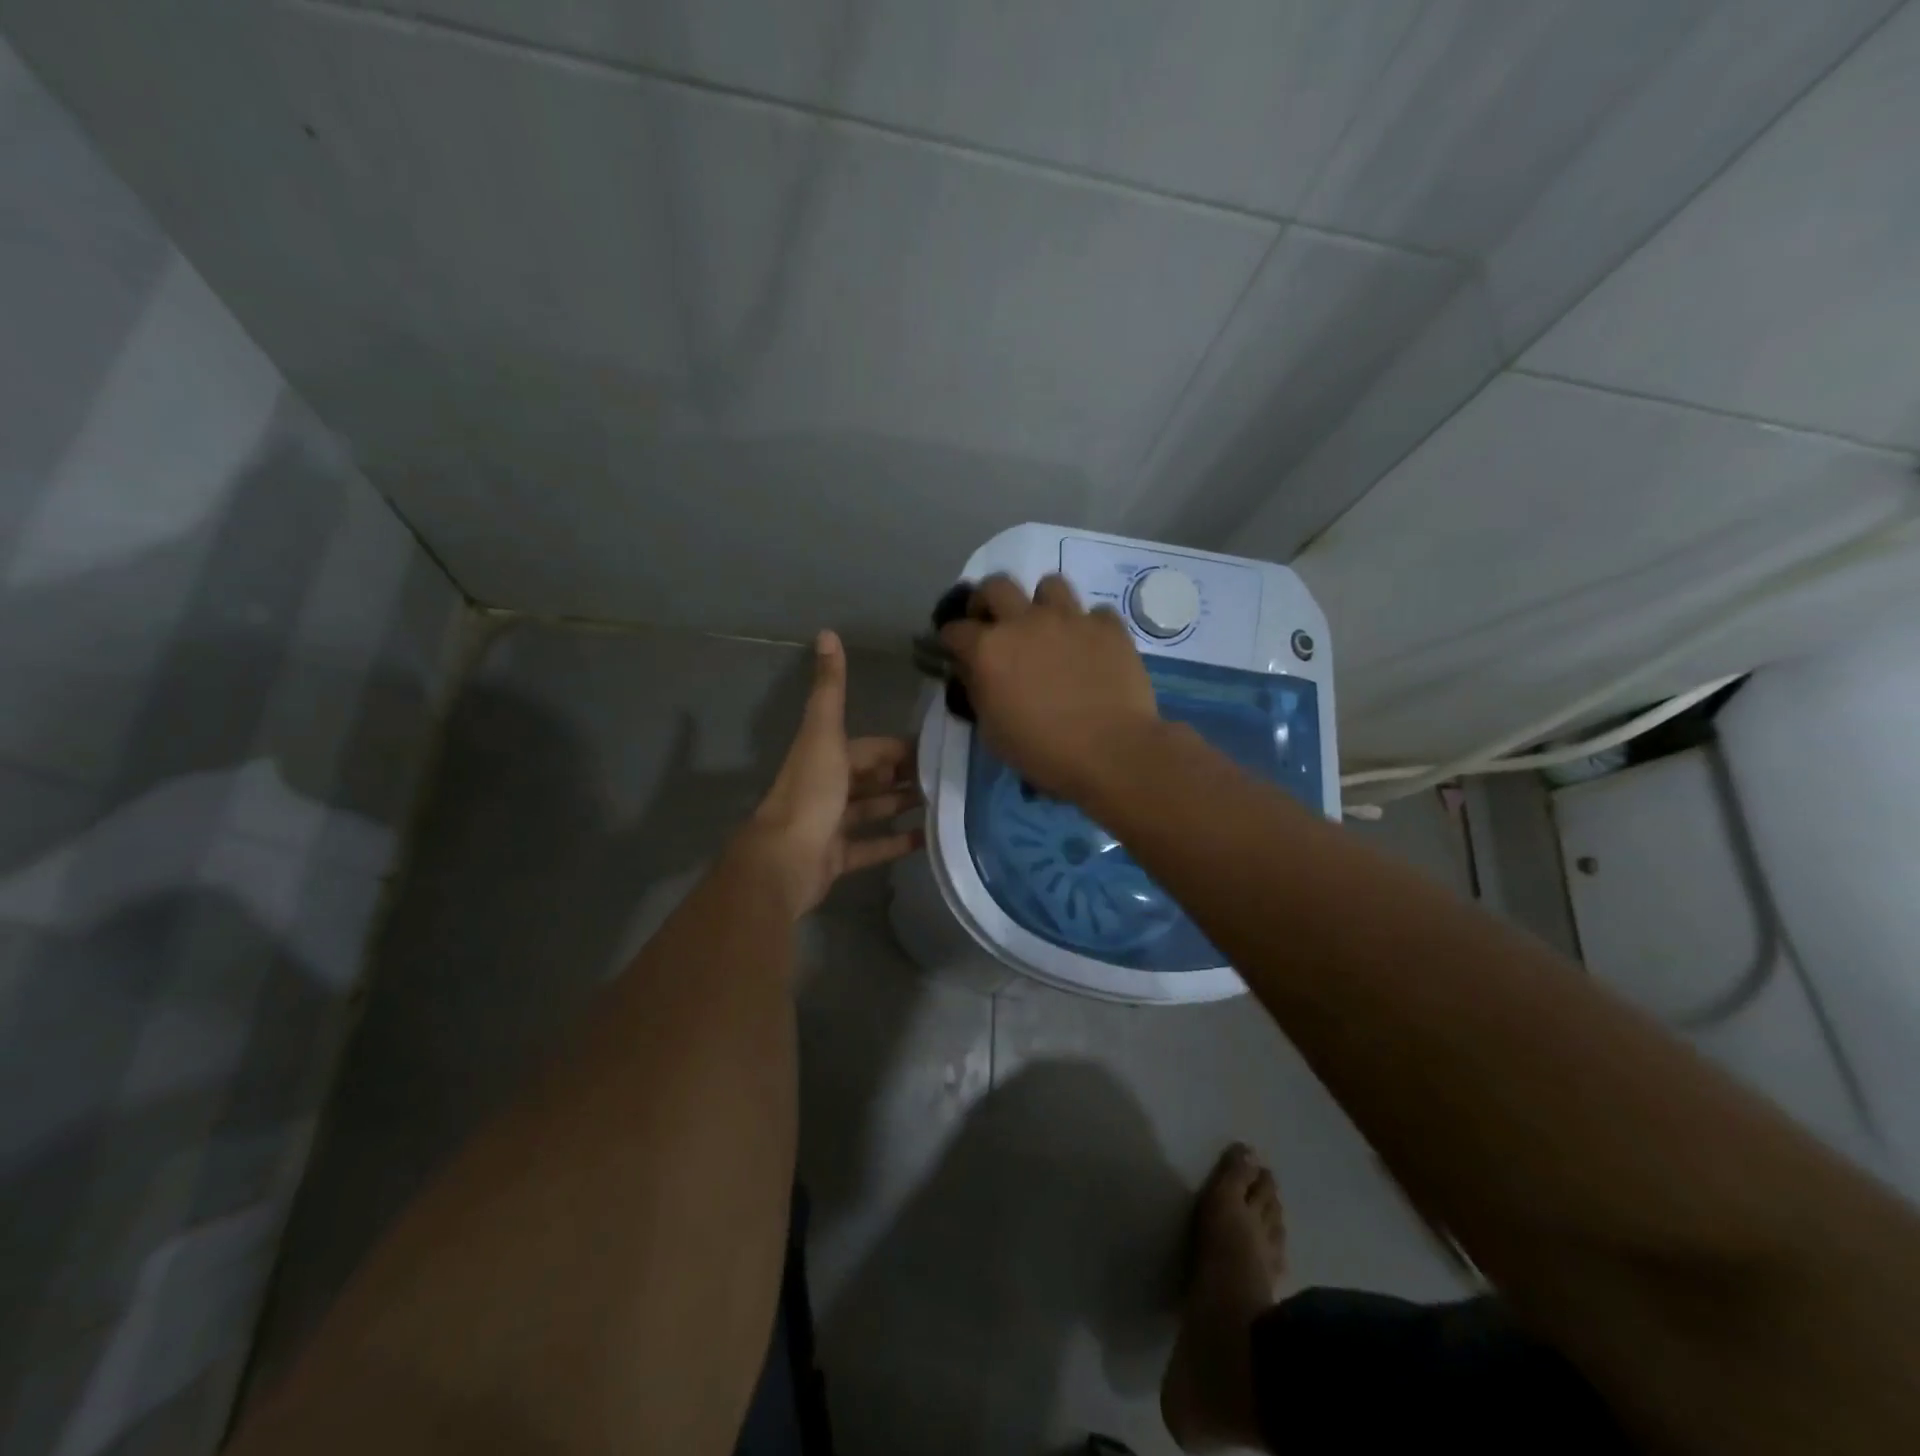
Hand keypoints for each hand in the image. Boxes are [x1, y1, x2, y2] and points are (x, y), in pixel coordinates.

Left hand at [741, 630, 923, 916]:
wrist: (785, 859)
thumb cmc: (810, 792)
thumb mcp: (824, 732)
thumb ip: (830, 687)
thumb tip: (826, 632)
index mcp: (827, 756)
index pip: (870, 748)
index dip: (899, 748)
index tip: (937, 750)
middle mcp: (828, 787)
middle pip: (873, 779)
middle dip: (905, 777)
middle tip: (948, 780)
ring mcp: (832, 824)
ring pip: (873, 811)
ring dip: (902, 806)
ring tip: (943, 805)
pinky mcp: (837, 857)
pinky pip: (872, 847)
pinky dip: (896, 842)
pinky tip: (927, 839)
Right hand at [938, 574, 1159, 801]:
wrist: (1110, 751)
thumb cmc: (1042, 751)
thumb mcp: (992, 732)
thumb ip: (978, 692)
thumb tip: (973, 671)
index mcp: (988, 649)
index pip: (955, 629)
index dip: (952, 639)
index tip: (955, 649)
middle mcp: (1025, 621)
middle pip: (996, 585)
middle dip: (988, 600)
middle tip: (995, 622)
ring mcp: (1070, 618)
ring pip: (1050, 584)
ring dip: (1043, 603)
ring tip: (1048, 628)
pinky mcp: (1109, 626)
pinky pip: (1095, 613)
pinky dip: (1089, 628)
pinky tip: (1091, 649)